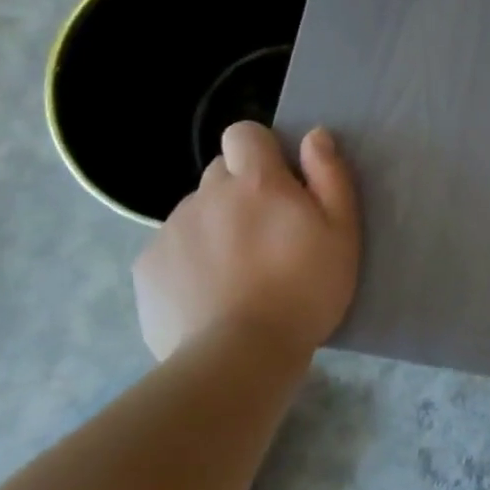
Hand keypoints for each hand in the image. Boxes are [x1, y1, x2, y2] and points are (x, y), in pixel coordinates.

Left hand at [133, 123, 360, 361]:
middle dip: (242, 190)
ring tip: (241, 272)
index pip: (244, 133)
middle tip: (268, 233)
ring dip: (218, 226)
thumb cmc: (305, 290)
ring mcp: (171, 230)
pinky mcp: (147, 266)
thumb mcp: (342, 232)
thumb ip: (330, 176)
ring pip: (197, 212)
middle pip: (220, 172)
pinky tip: (212, 293)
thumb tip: (314, 135)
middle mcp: (206, 195)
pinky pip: (173, 248)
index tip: (282, 181)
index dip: (262, 149)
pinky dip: (192, 260)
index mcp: (255, 182)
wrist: (239, 355)